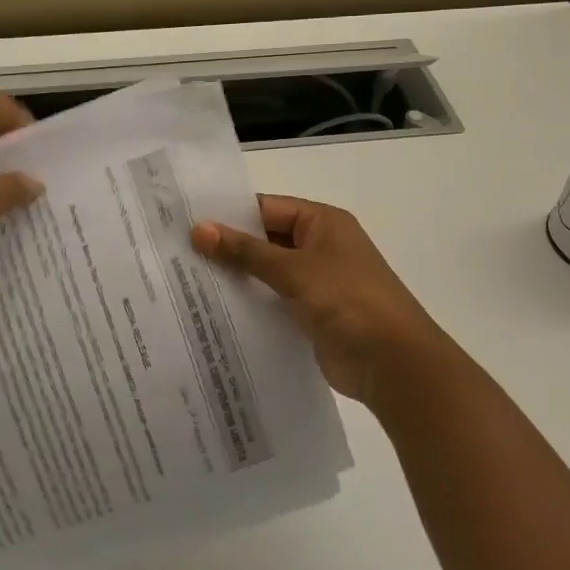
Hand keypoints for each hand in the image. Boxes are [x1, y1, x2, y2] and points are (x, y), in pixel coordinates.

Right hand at [191, 196, 452, 413]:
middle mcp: (319, 246)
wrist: (392, 362)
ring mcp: (315, 282)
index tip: (184, 222)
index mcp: (322, 222)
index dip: (228, 214)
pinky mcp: (310, 314)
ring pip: (266, 272)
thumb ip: (245, 251)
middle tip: (176, 253)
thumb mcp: (294, 270)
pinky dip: (249, 303)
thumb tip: (198, 229)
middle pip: (264, 239)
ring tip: (184, 281)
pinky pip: (273, 301)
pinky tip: (213, 311)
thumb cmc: (348, 301)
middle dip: (227, 247)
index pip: (266, 208)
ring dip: (236, 277)